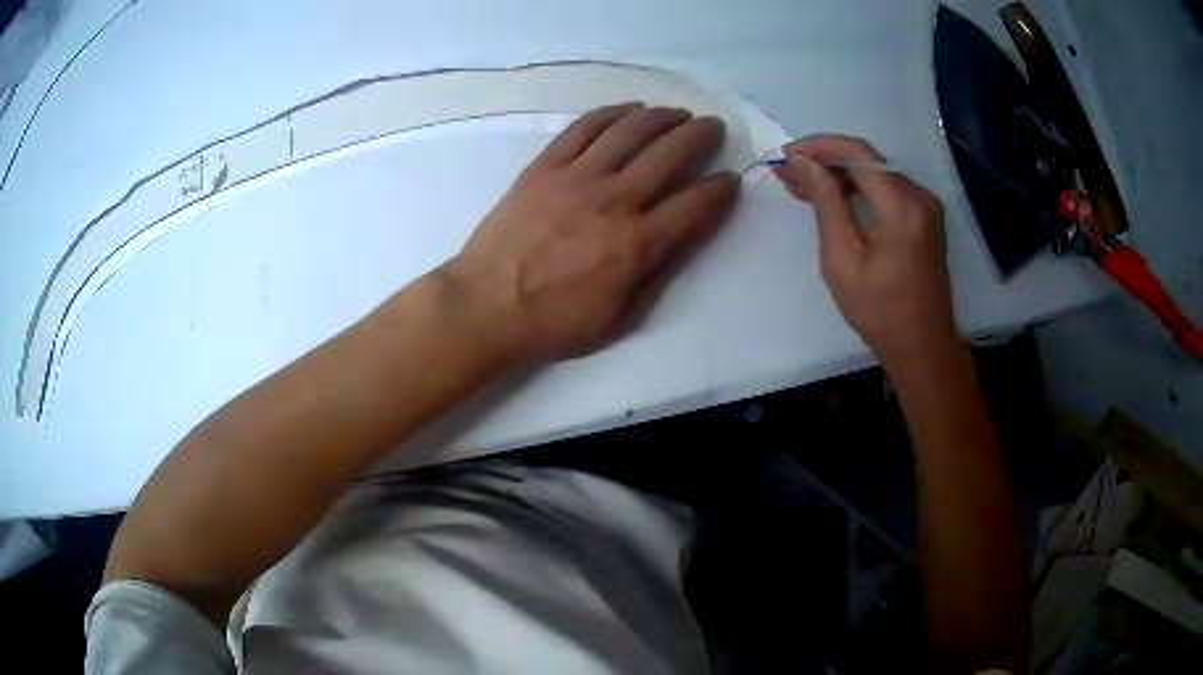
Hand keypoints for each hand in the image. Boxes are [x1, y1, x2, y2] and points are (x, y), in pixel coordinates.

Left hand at [443, 103, 739, 361]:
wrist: (485, 305)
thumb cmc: (553, 321)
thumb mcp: (619, 317)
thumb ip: (656, 275)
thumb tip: (681, 239)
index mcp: (638, 243)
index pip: (696, 205)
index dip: (721, 188)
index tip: (730, 177)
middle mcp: (616, 200)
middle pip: (670, 153)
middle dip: (701, 135)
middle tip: (713, 126)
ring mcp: (578, 177)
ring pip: (630, 131)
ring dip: (662, 116)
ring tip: (677, 112)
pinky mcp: (545, 166)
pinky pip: (584, 128)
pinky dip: (612, 113)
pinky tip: (629, 109)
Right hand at [774, 135, 957, 364]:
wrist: (922, 344)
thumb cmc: (879, 310)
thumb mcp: (842, 258)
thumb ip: (826, 203)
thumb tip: (804, 162)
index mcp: (902, 206)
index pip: (858, 152)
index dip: (819, 146)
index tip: (786, 155)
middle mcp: (919, 196)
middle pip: (867, 160)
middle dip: (826, 161)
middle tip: (787, 173)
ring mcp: (926, 205)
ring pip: (876, 173)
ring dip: (839, 174)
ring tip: (801, 185)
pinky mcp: (925, 217)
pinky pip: (887, 190)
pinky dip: (858, 189)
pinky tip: (833, 198)